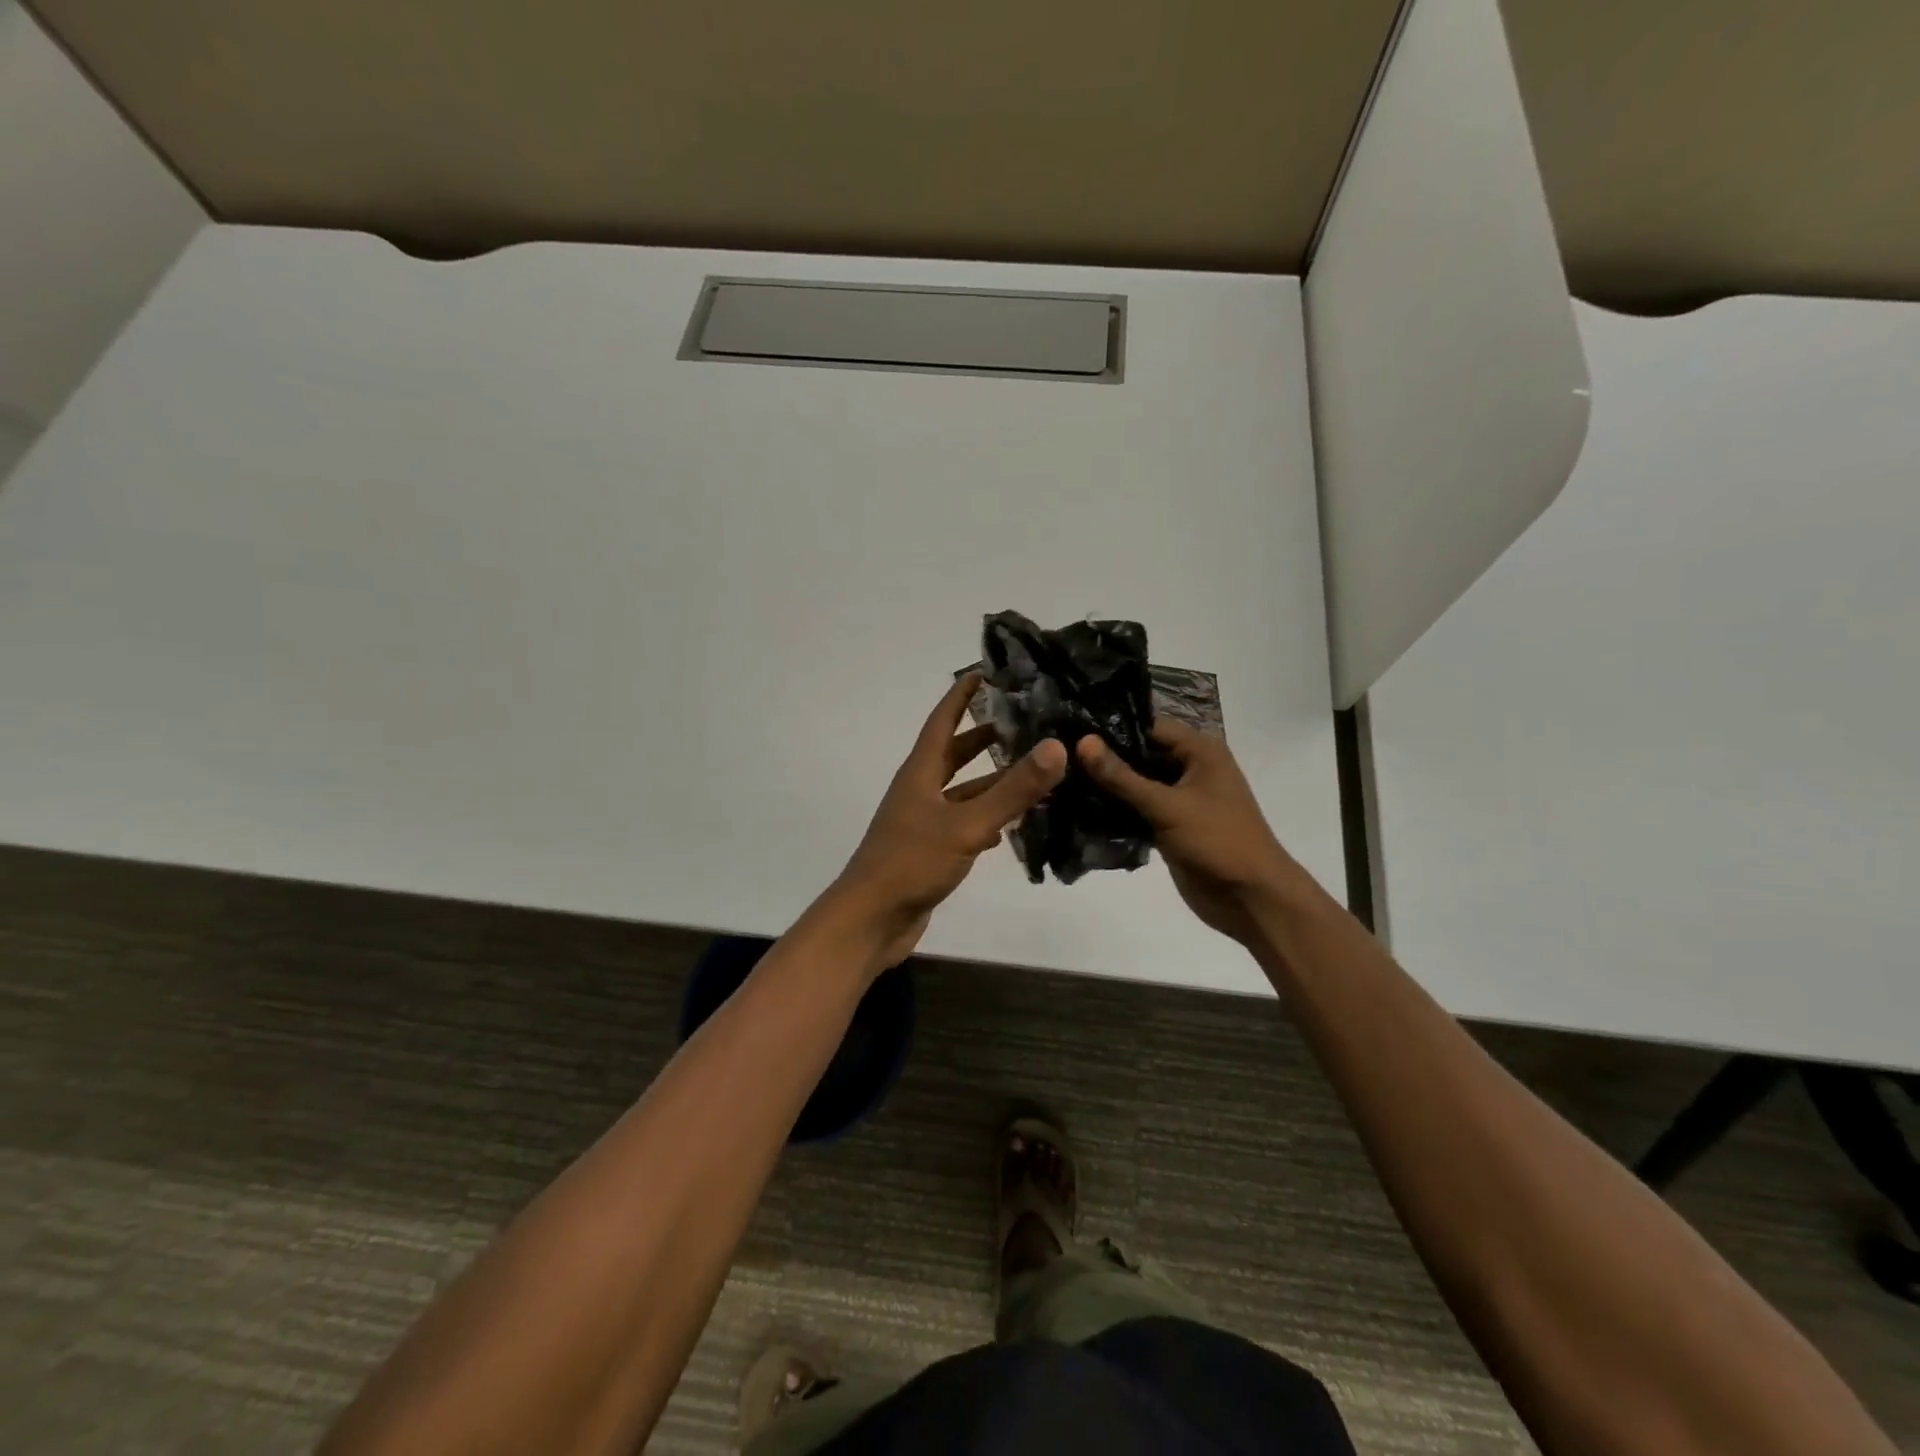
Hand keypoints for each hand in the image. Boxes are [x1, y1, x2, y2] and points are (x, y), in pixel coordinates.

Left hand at [832, 674, 1067, 969]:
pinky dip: (990, 817)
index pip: (943, 720)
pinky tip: (1015, 823)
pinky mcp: (932, 851)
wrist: (871, 921)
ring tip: (1035, 772)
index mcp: (920, 772)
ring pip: (964, 791)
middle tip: (1025, 721)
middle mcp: (920, 791)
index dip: (962, 695)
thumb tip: (1056, 746)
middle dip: (985, 736)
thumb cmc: (911, 863)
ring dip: (994, 781)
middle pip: (955, 753)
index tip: (986, 671)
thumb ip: (1012, 789)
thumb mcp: (966, 824)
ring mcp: (924, 822)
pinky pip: (965, 823)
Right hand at [1077, 720, 1301, 946]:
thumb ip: (1122, 776)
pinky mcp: (1170, 825)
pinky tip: (1078, 807)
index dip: (1113, 727)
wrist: (1251, 899)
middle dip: (1105, 757)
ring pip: (1136, 783)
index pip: (1149, 726)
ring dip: (1107, 785)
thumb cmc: (1218, 841)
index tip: (1070, 729)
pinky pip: (1137, 809)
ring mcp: (1180, 799)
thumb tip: (1082, 741)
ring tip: (1062, 779)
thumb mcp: (1167, 806)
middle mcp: (1191, 768)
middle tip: (1058, 755)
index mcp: (1200, 751)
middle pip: (1141, 753)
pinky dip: (1115, 809)